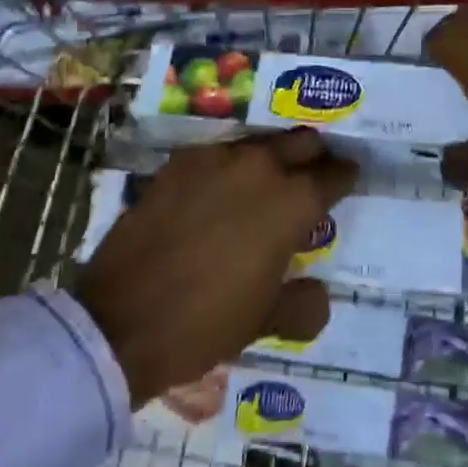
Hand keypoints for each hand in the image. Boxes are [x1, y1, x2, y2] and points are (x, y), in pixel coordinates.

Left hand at [74, 130, 356, 406]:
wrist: (119, 320)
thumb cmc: (204, 323)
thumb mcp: (263, 323)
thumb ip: (303, 306)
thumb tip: (319, 294)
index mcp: (291, 202)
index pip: (333, 175)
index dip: (345, 176)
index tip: (348, 179)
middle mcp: (259, 167)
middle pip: (302, 143)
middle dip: (313, 156)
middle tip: (311, 176)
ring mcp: (216, 159)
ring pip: (260, 144)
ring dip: (271, 159)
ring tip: (264, 184)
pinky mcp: (179, 163)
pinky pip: (217, 154)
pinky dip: (228, 168)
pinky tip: (218, 192)